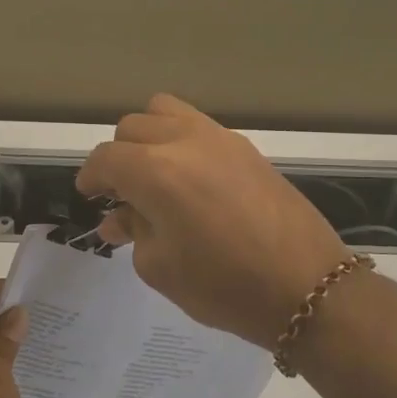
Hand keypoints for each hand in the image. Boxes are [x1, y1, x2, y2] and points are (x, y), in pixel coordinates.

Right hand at [75, 95, 350, 346]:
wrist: (306, 287)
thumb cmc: (224, 286)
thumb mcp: (161, 267)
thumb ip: (134, 232)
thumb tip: (119, 218)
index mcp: (156, 171)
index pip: (106, 158)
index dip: (91, 177)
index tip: (90, 197)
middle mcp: (184, 141)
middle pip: (133, 127)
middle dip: (119, 156)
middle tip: (121, 192)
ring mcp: (220, 138)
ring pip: (166, 111)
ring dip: (149, 136)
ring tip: (154, 173)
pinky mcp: (246, 147)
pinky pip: (199, 126)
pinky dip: (181, 141)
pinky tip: (190, 179)